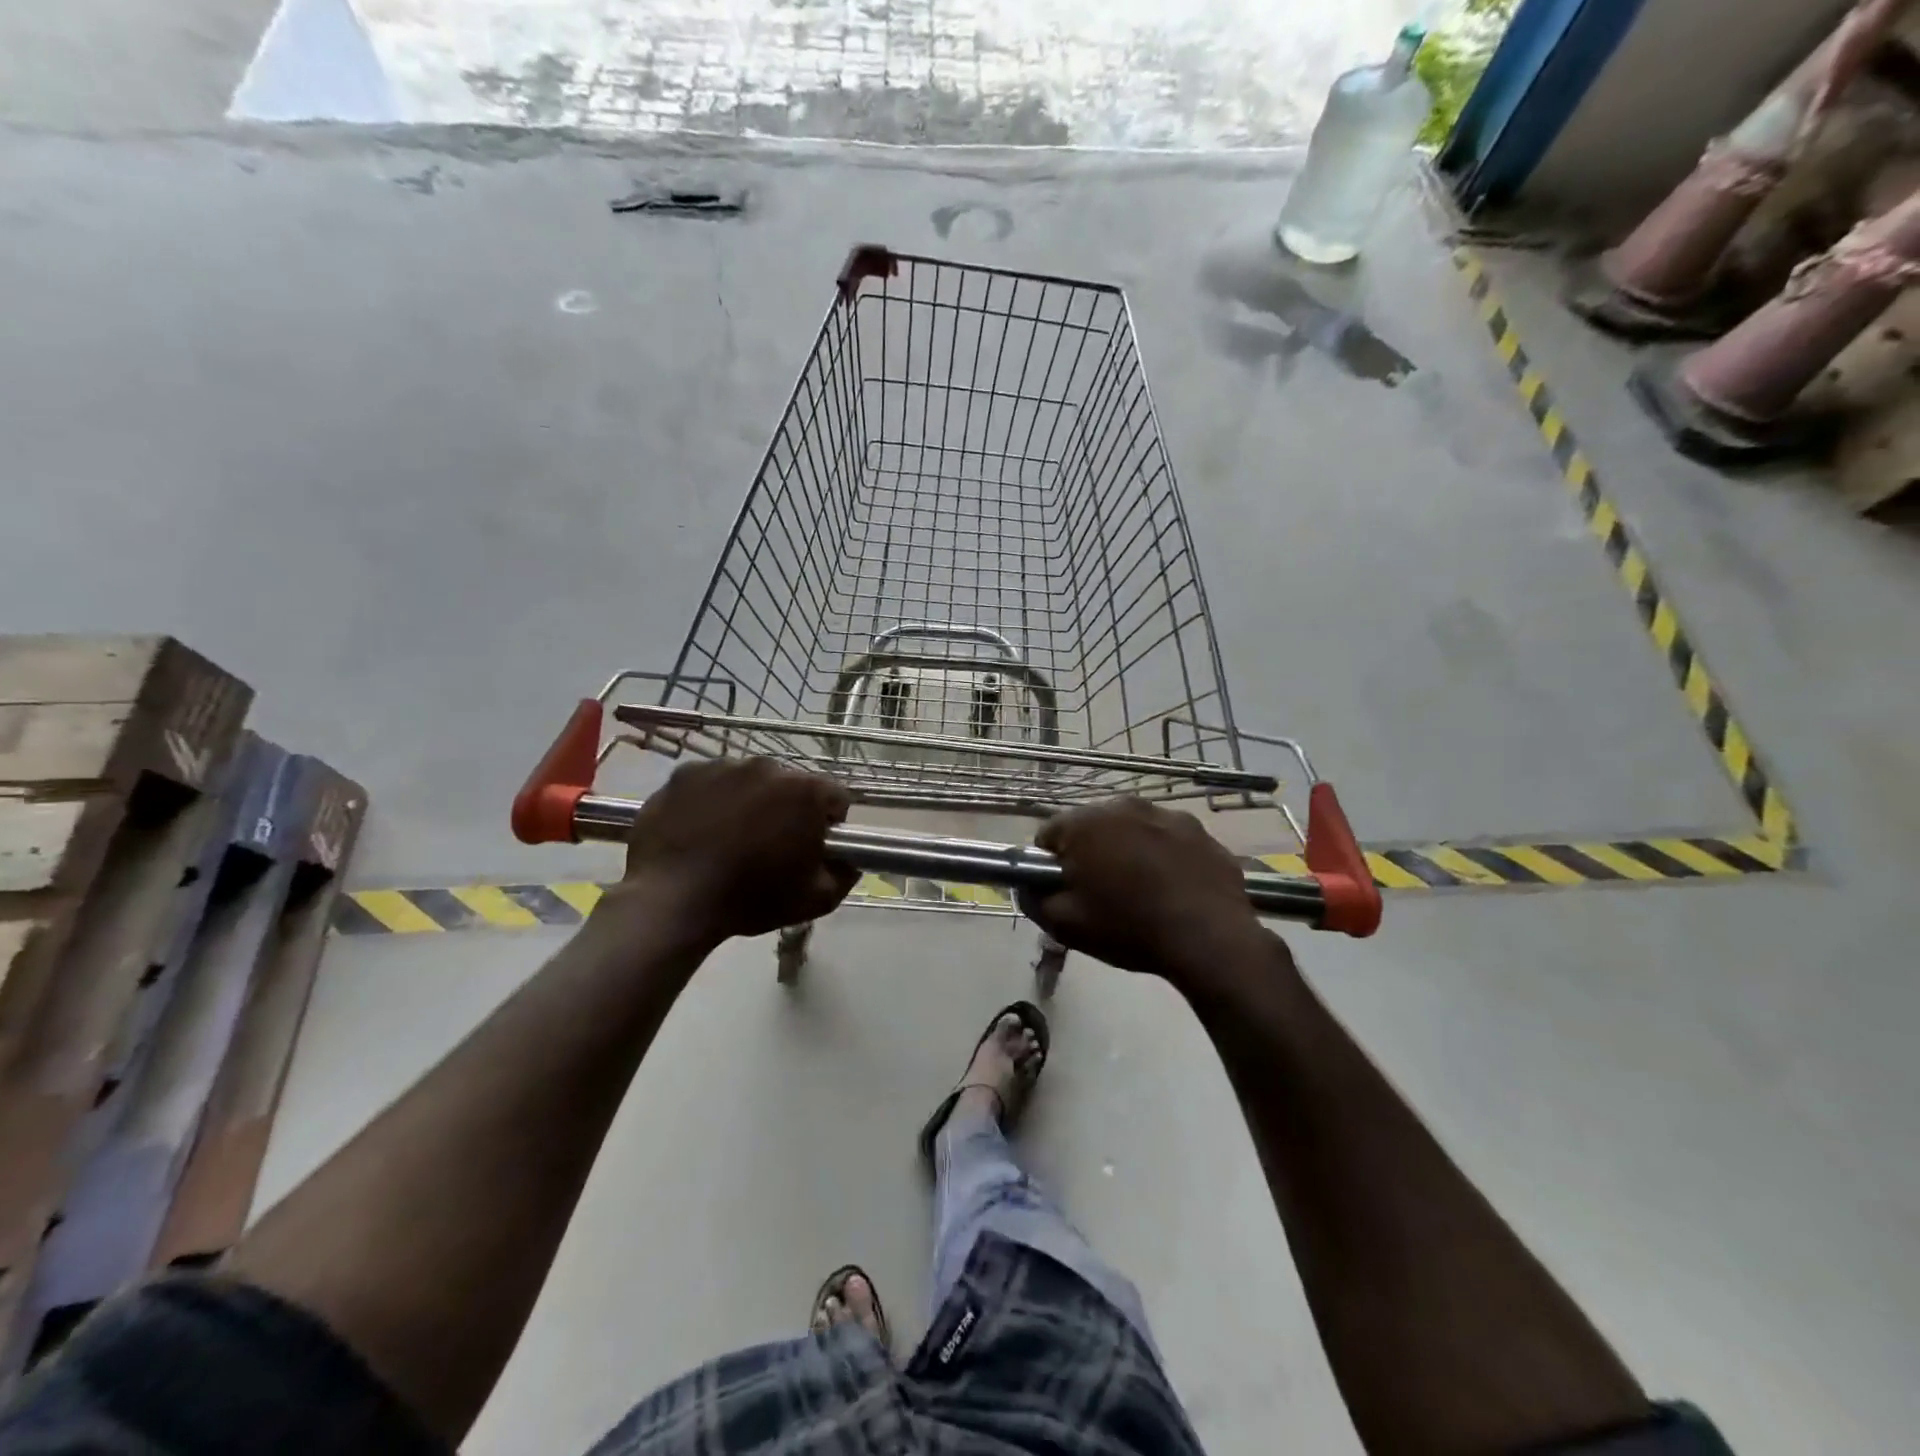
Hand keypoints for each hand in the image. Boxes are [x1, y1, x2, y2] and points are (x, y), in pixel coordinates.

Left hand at [608, 759, 857, 948]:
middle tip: (769, 847)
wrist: (672, 900)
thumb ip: (845, 874)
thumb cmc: (751, 898)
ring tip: (729, 840)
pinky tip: (700, 832)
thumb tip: (851, 860)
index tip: (812, 848)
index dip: (829, 824)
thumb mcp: (816, 899)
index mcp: (804, 791)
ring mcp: (721, 766)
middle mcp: (766, 767)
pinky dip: (711, 801)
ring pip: (748, 782)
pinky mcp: (684, 774)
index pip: (834, 797)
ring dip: (749, 802)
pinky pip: (710, 783)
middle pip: (790, 786)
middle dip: (786, 810)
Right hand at [1019, 797, 1271, 985]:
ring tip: (1142, 894)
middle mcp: (1124, 806)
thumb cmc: (1128, 927)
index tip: (1065, 891)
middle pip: (1092, 828)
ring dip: (1129, 852)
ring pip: (1133, 831)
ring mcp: (1168, 815)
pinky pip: (1169, 841)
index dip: (1051, 865)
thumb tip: (1027, 885)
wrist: (1209, 939)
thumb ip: (1034, 899)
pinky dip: (1165, 858)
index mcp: (1086, 822)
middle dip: (1091, 854)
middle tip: (1102, 895)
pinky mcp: (1201, 832)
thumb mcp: (1065, 924)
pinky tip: (1173, 891)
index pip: (1049, 834)